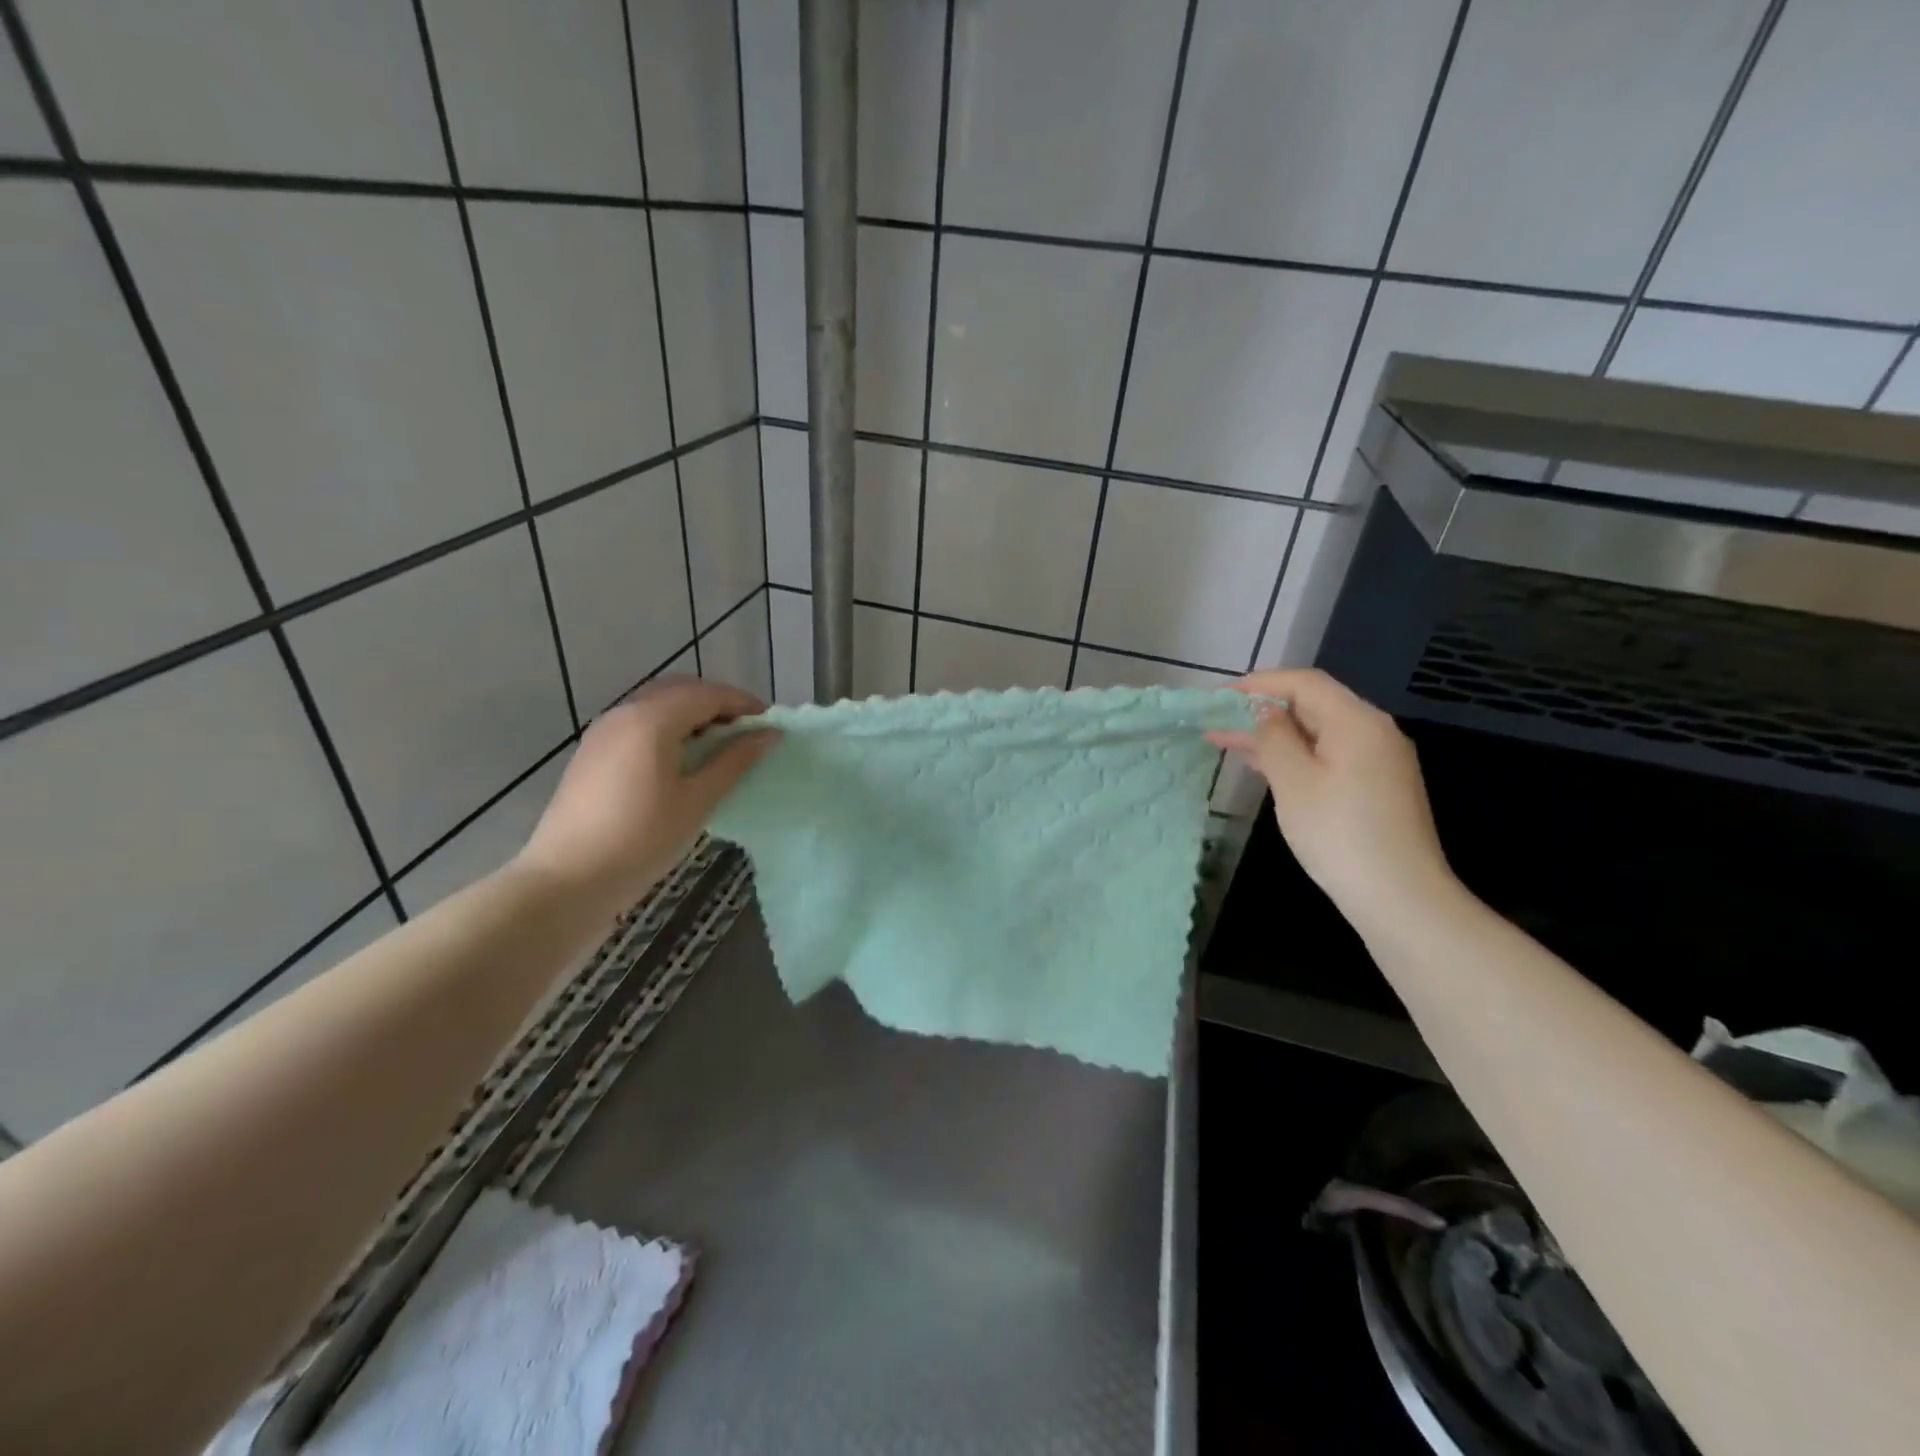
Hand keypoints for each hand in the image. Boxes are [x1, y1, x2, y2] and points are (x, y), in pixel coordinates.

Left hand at [514, 677, 776, 916]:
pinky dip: (669, 728)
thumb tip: (769, 734)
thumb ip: (735, 760)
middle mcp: (625, 713)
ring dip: (693, 715)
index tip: (771, 725)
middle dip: (718, 704)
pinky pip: (639, 723)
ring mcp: (604, 731)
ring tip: (719, 748)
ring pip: (657, 704)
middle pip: (681, 691)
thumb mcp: (698, 800)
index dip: (744, 704)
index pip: (708, 694)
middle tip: (747, 733)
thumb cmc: (642, 839)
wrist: (568, 879)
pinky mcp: (593, 752)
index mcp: (652, 719)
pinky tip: (682, 760)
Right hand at [1207, 668, 1460, 938]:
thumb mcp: (1293, 780)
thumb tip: (1262, 709)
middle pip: (1312, 705)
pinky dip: (1293, 755)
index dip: (1257, 684)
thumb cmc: (1339, 834)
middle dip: (1261, 709)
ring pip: (1317, 733)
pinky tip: (1263, 766)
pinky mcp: (1375, 787)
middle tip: (1214, 720)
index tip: (1217, 697)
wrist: (1399, 898)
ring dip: (1272, 735)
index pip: (1304, 682)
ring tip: (1225, 741)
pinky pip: (1327, 756)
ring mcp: (1377, 761)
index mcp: (1357, 721)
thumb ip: (1273, 736)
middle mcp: (1373, 732)